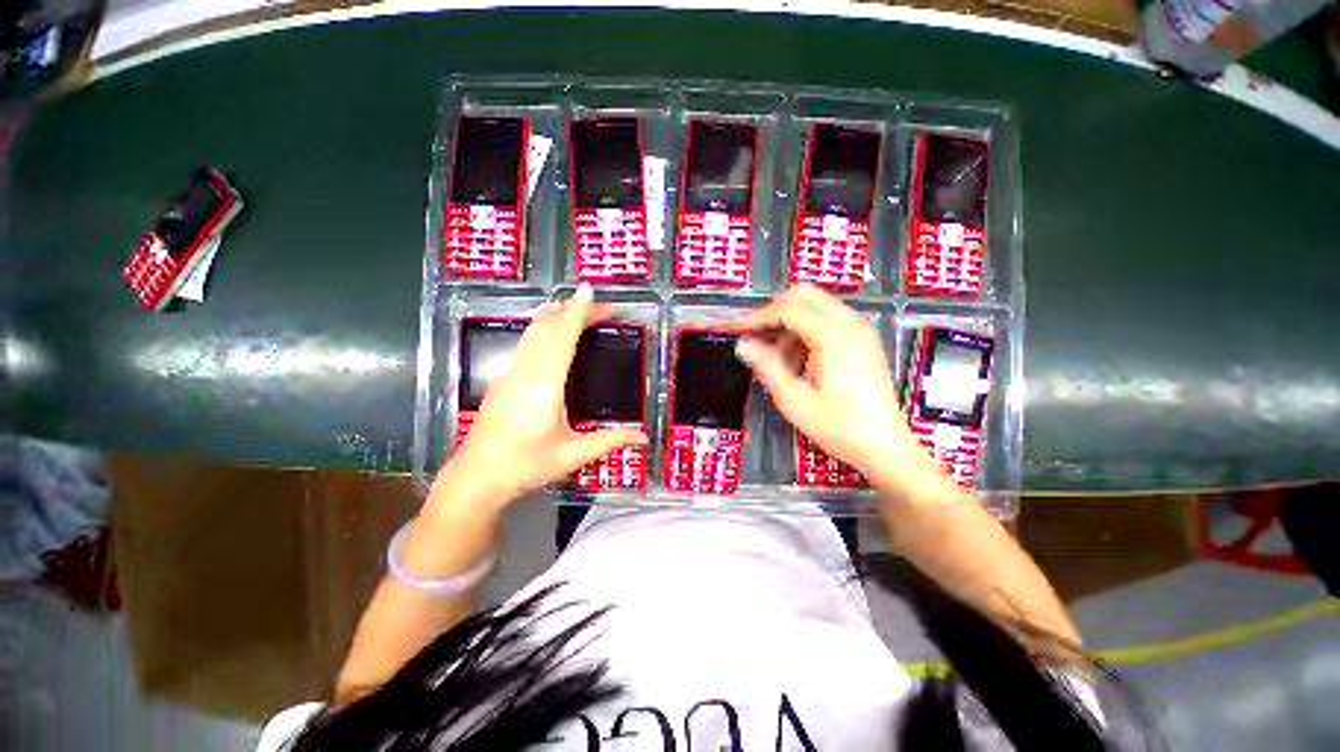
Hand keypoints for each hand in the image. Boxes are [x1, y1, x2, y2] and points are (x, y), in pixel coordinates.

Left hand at [433, 285, 647, 509]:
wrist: (476, 479)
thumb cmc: (526, 466)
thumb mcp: (573, 455)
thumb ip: (610, 441)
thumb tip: (644, 437)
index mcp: (545, 385)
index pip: (563, 339)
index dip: (578, 312)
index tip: (589, 291)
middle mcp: (525, 372)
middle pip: (547, 328)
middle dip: (572, 310)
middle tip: (598, 305)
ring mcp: (509, 374)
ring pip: (532, 334)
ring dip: (554, 317)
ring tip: (575, 310)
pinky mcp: (502, 381)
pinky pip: (525, 345)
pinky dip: (542, 331)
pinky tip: (550, 336)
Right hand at [737, 285, 936, 487]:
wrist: (884, 446)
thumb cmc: (838, 426)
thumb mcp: (794, 400)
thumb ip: (767, 367)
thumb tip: (742, 344)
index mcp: (833, 337)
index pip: (789, 308)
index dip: (760, 317)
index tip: (740, 331)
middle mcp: (850, 324)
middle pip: (805, 295)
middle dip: (776, 311)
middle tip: (759, 337)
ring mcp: (861, 330)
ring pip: (817, 305)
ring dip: (792, 321)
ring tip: (780, 358)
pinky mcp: (864, 340)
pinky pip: (830, 319)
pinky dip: (808, 329)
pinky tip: (801, 360)